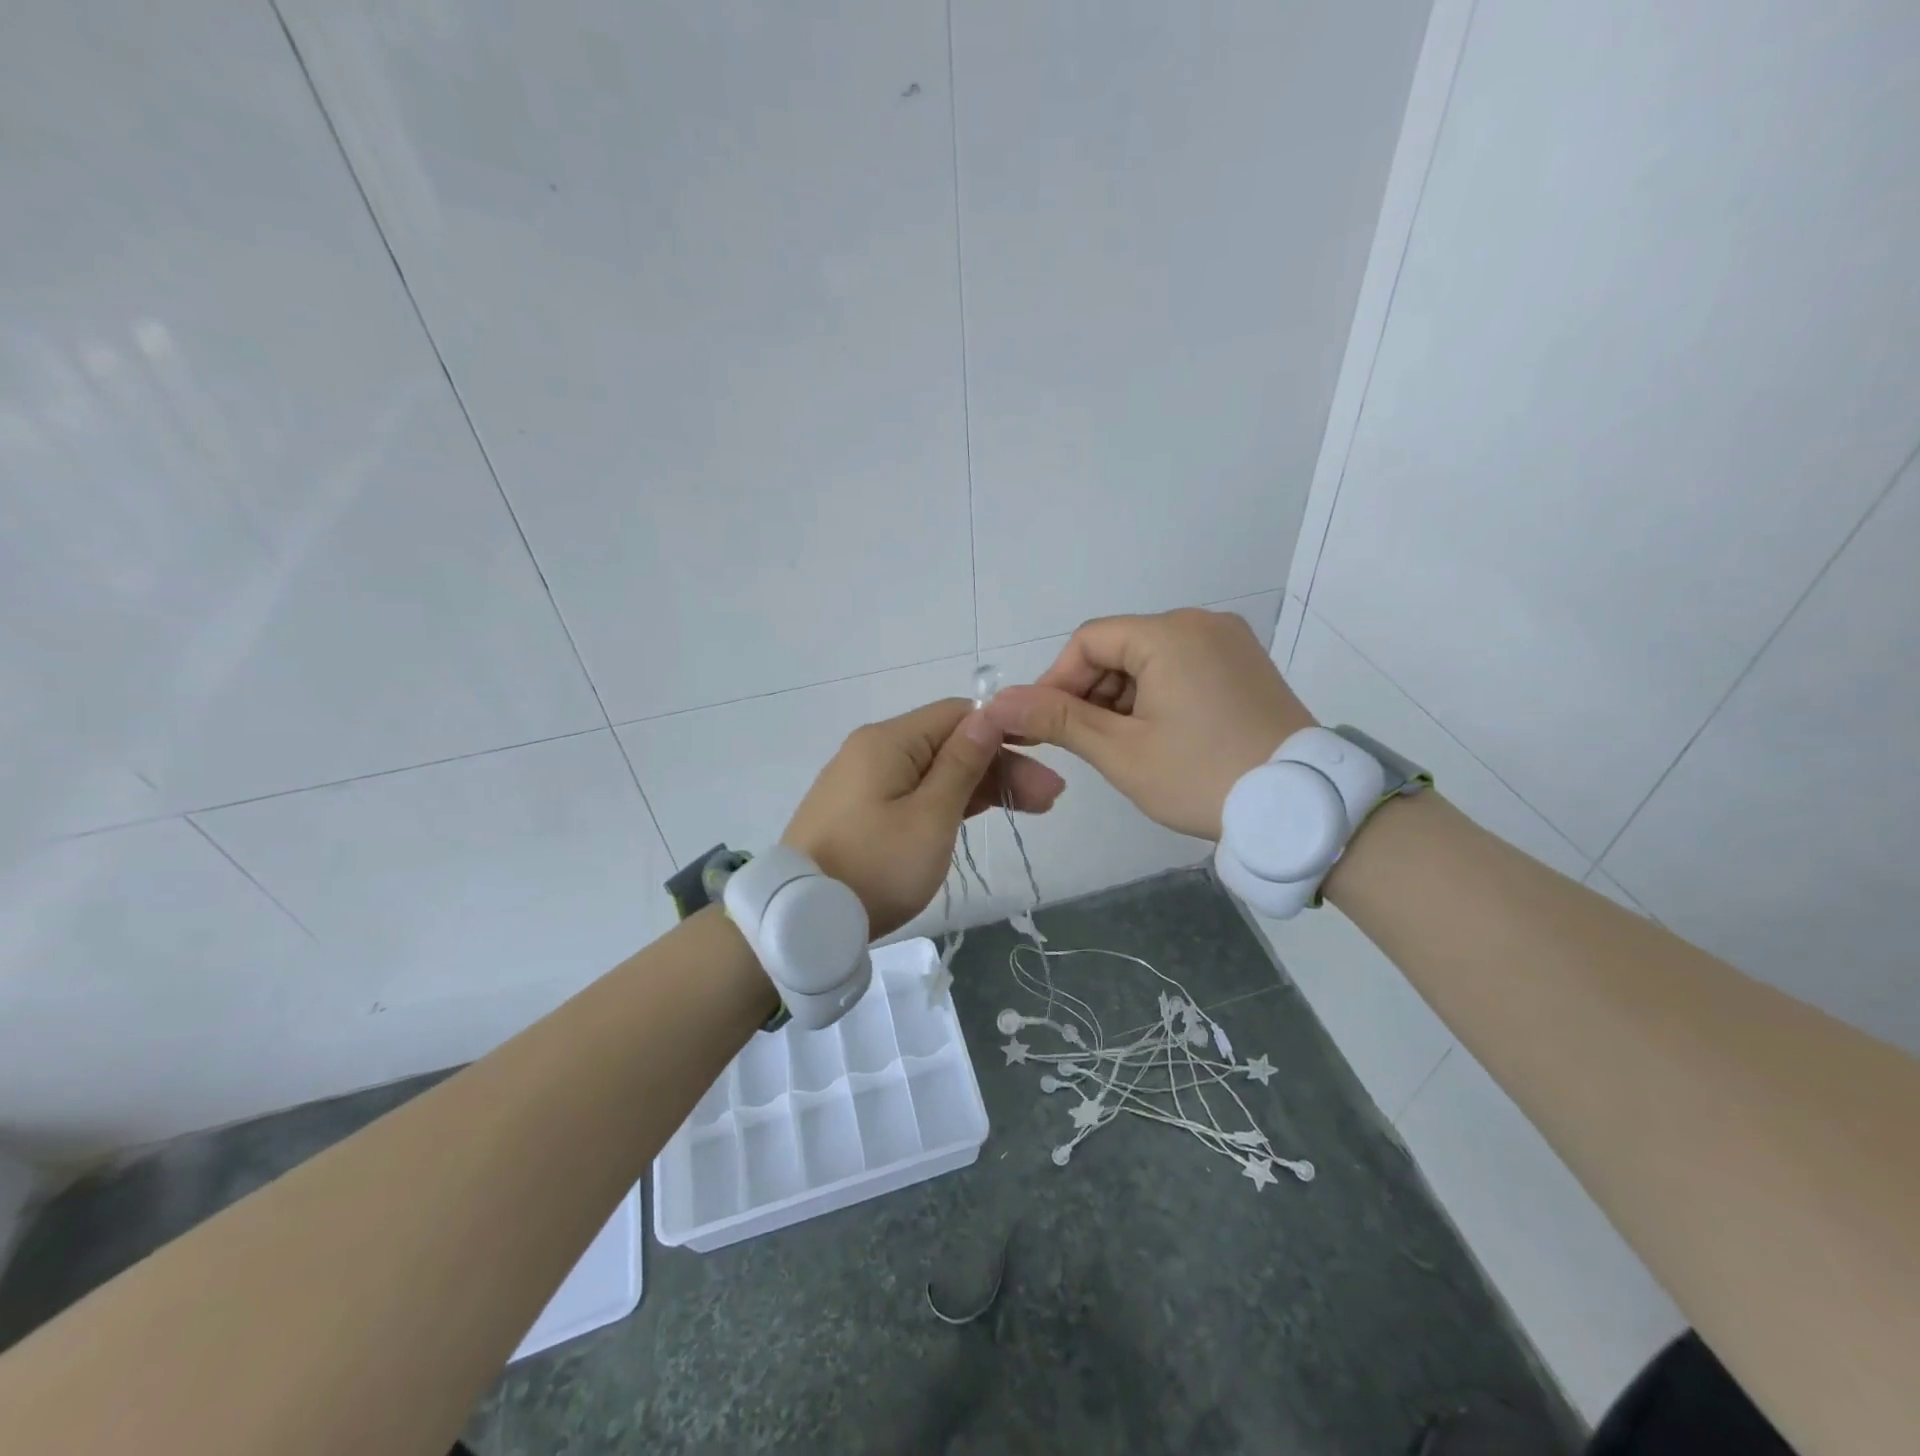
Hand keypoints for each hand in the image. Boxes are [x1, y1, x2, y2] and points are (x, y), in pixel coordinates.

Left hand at [782, 699, 1065, 937]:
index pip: (958, 715)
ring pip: (935, 771)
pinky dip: (951, 802)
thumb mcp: (930, 816)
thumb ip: (963, 763)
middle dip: (1001, 766)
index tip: (1046, 755)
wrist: (801, 920)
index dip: (1005, 730)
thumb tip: (990, 714)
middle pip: (949, 745)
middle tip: (1050, 799)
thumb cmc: (876, 867)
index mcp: (889, 741)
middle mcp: (874, 750)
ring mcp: (865, 782)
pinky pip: (915, 792)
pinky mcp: (862, 811)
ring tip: (1034, 808)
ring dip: (982, 786)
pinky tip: (985, 812)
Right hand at [982, 608, 1312, 839]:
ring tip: (1120, 747)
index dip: (1056, 681)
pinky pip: (1182, 668)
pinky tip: (1155, 737)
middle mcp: (1201, 623)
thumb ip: (1058, 720)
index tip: (1043, 726)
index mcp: (1169, 634)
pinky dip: (1156, 697)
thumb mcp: (1121, 752)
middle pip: (1120, 648)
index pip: (1088, 641)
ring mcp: (1230, 643)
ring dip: (1122, 699)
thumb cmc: (1201, 776)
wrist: (1300, 808)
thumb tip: (998, 702)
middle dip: (1090, 694)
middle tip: (1082, 745)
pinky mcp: (1245, 666)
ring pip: (1150, 660)